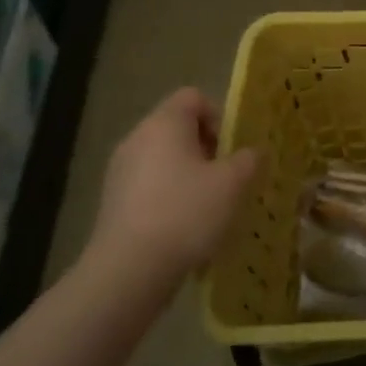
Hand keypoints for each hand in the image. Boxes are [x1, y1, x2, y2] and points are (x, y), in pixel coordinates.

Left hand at [83, 89, 259, 302]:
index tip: (232, 149)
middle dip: (208, 149)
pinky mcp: (113, 202)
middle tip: (228, 178)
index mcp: (164, 123)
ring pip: (165, 159)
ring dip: (191, 175)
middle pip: (178, 128)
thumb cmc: (187, 212)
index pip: (193, 97)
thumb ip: (249, 159)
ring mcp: (120, 171)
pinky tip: (186, 227)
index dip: (219, 116)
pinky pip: (150, 186)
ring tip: (210, 206)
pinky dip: (171, 197)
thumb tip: (252, 152)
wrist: (130, 269)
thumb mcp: (233, 183)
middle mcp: (137, 138)